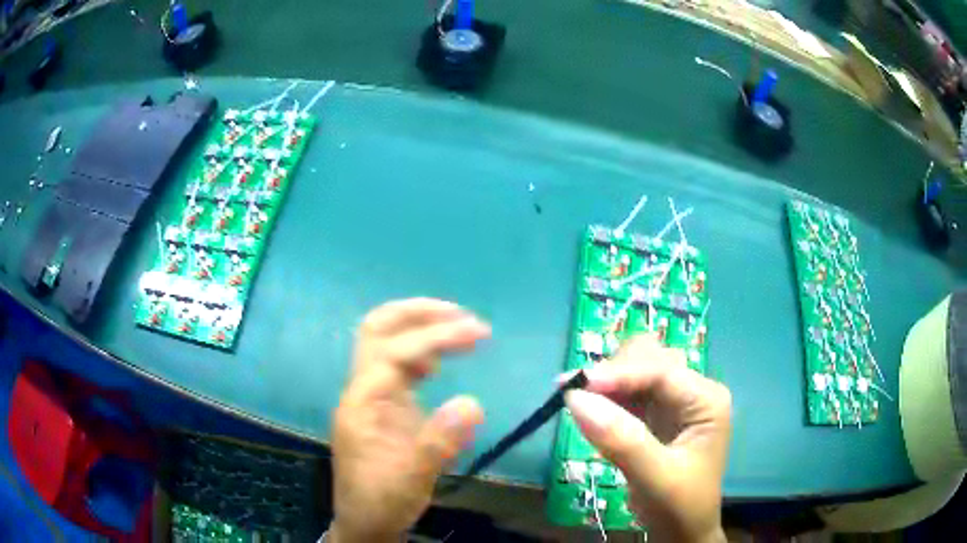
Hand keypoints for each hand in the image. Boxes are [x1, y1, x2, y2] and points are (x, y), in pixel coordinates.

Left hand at [330, 299, 489, 542]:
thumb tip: (473, 402)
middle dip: (417, 312)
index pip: (395, 353)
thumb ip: (438, 443)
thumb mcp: (411, 481)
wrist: (363, 523)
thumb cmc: (381, 503)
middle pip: (378, 330)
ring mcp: (371, 396)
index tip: (479, 333)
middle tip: (461, 314)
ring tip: (460, 330)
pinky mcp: (382, 406)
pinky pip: (397, 364)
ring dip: (420, 327)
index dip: (436, 337)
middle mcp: (362, 391)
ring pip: (385, 341)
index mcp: (362, 404)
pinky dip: (421, 352)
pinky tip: (442, 363)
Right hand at [564, 336, 730, 542]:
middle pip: (648, 358)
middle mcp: (692, 391)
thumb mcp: (655, 477)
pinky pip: (626, 393)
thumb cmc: (679, 506)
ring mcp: (673, 401)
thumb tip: (575, 399)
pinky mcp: (654, 414)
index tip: (573, 385)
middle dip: (612, 372)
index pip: (661, 371)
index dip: (618, 373)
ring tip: (578, 402)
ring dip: (606, 383)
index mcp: (706, 399)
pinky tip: (590, 412)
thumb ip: (621, 439)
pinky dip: (605, 398)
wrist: (681, 531)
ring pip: (634, 370)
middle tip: (575, 396)